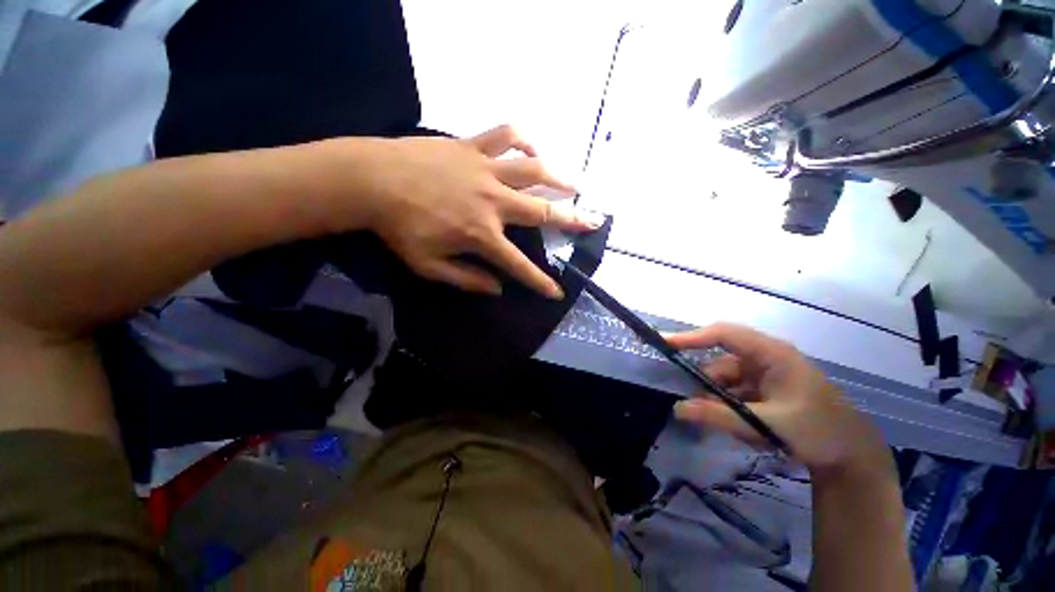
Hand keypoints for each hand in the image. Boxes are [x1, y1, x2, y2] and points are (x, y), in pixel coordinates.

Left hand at [331, 125, 599, 297]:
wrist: (371, 180)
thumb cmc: (399, 227)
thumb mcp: (429, 266)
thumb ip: (467, 279)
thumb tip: (498, 289)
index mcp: (481, 235)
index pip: (519, 265)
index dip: (540, 282)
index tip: (557, 292)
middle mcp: (492, 202)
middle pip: (541, 211)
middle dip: (572, 220)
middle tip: (594, 221)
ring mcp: (485, 170)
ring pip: (533, 170)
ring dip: (559, 177)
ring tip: (576, 184)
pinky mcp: (472, 146)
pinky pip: (506, 135)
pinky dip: (524, 140)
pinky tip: (533, 150)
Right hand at [667, 324, 890, 473]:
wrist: (853, 456)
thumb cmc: (818, 431)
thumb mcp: (766, 424)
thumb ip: (719, 416)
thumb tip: (677, 409)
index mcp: (771, 353)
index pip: (723, 334)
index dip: (691, 337)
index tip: (664, 343)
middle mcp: (765, 357)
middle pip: (720, 361)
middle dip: (707, 384)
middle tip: (696, 408)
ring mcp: (765, 373)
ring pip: (725, 379)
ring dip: (718, 400)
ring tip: (724, 424)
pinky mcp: (764, 388)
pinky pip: (734, 391)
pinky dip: (728, 405)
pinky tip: (736, 424)